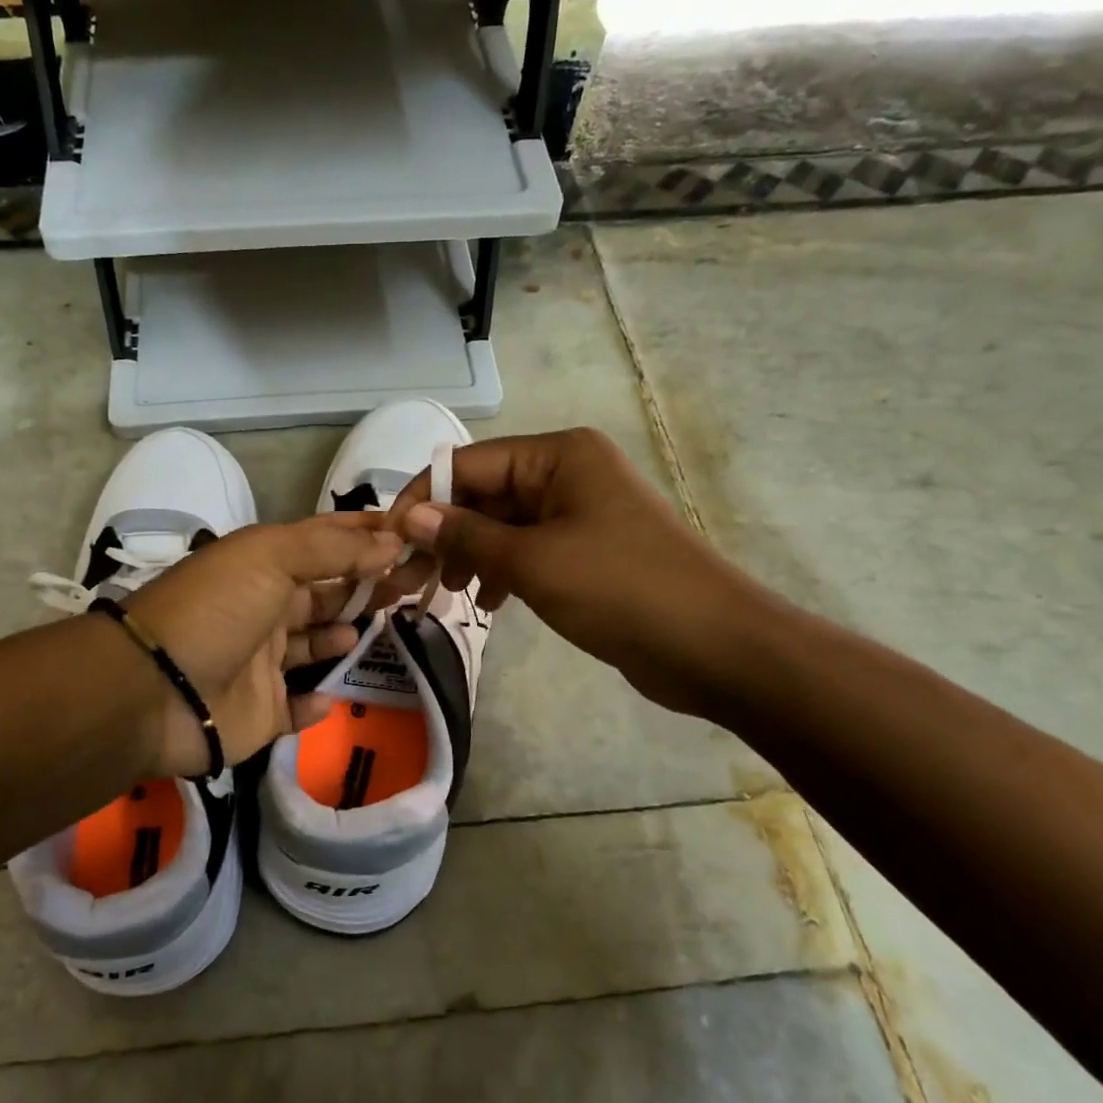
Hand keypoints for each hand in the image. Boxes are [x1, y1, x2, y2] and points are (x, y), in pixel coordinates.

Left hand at [121, 514, 405, 778]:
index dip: (363, 536)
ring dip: (344, 636)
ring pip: (313, 647)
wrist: (155, 690)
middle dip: (366, 585)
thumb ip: (332, 549)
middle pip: (325, 594)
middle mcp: (263, 611)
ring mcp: (261, 665)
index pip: (322, 543)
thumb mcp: (270, 557)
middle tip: (414, 582)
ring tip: (378, 627)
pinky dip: (316, 702)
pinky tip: (330, 695)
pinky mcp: (260, 714)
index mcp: (262, 568)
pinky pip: (296, 709)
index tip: (410, 534)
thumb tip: (391, 540)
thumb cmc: (215, 610)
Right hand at [384, 428, 774, 717]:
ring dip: (470, 555)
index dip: (424, 499)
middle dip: (446, 533)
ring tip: (446, 593)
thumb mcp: (531, 560)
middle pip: (485, 493)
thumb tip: (408, 517)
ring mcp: (580, 512)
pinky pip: (528, 549)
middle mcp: (568, 473)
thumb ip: (465, 534)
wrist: (713, 646)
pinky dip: (502, 571)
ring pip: (503, 524)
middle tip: (411, 578)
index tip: (388, 541)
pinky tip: (488, 601)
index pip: (469, 464)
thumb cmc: (618, 589)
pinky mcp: (588, 549)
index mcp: (558, 455)